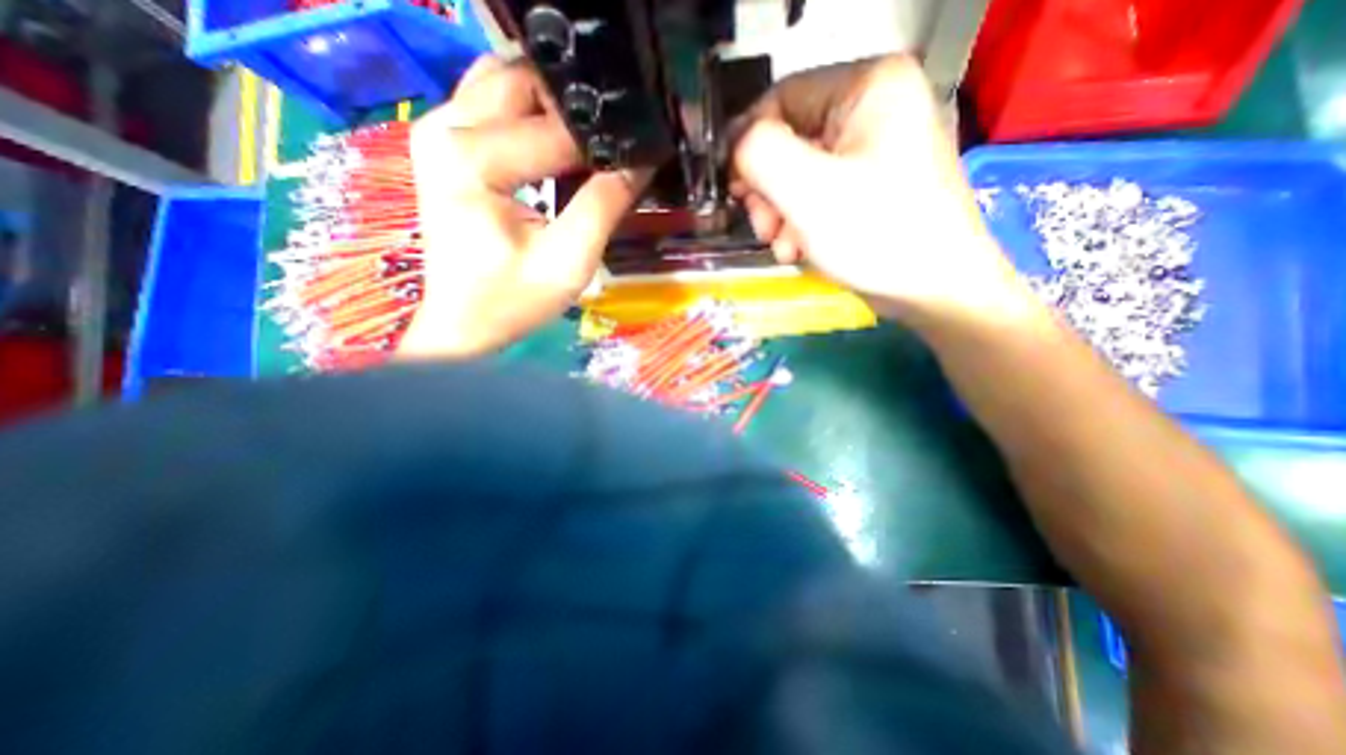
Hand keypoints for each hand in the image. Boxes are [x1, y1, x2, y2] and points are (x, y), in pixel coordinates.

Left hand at [395, 56, 649, 357]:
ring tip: (588, 146)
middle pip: (525, 83)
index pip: (555, 130)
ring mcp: (439, 130)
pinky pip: (492, 103)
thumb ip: (605, 205)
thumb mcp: (569, 260)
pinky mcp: (445, 144)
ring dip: (552, 107)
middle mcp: (445, 127)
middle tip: (612, 146)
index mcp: (471, 158)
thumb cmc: (513, 299)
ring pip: (507, 82)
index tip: (638, 156)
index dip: (604, 143)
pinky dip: (530, 114)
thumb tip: (639, 162)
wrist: (463, 322)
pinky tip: (556, 145)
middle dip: (575, 110)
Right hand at [736, 56, 1031, 326]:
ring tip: (785, 247)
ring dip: (780, 213)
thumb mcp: (808, 190)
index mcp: (869, 86)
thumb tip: (736, 148)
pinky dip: (800, 222)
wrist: (934, 290)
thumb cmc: (877, 235)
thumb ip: (759, 154)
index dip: (748, 145)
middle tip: (765, 227)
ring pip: (798, 172)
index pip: (780, 98)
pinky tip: (799, 249)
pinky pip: (817, 192)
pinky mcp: (870, 184)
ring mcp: (874, 148)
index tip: (736, 191)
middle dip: (767, 190)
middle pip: (788, 140)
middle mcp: (875, 107)